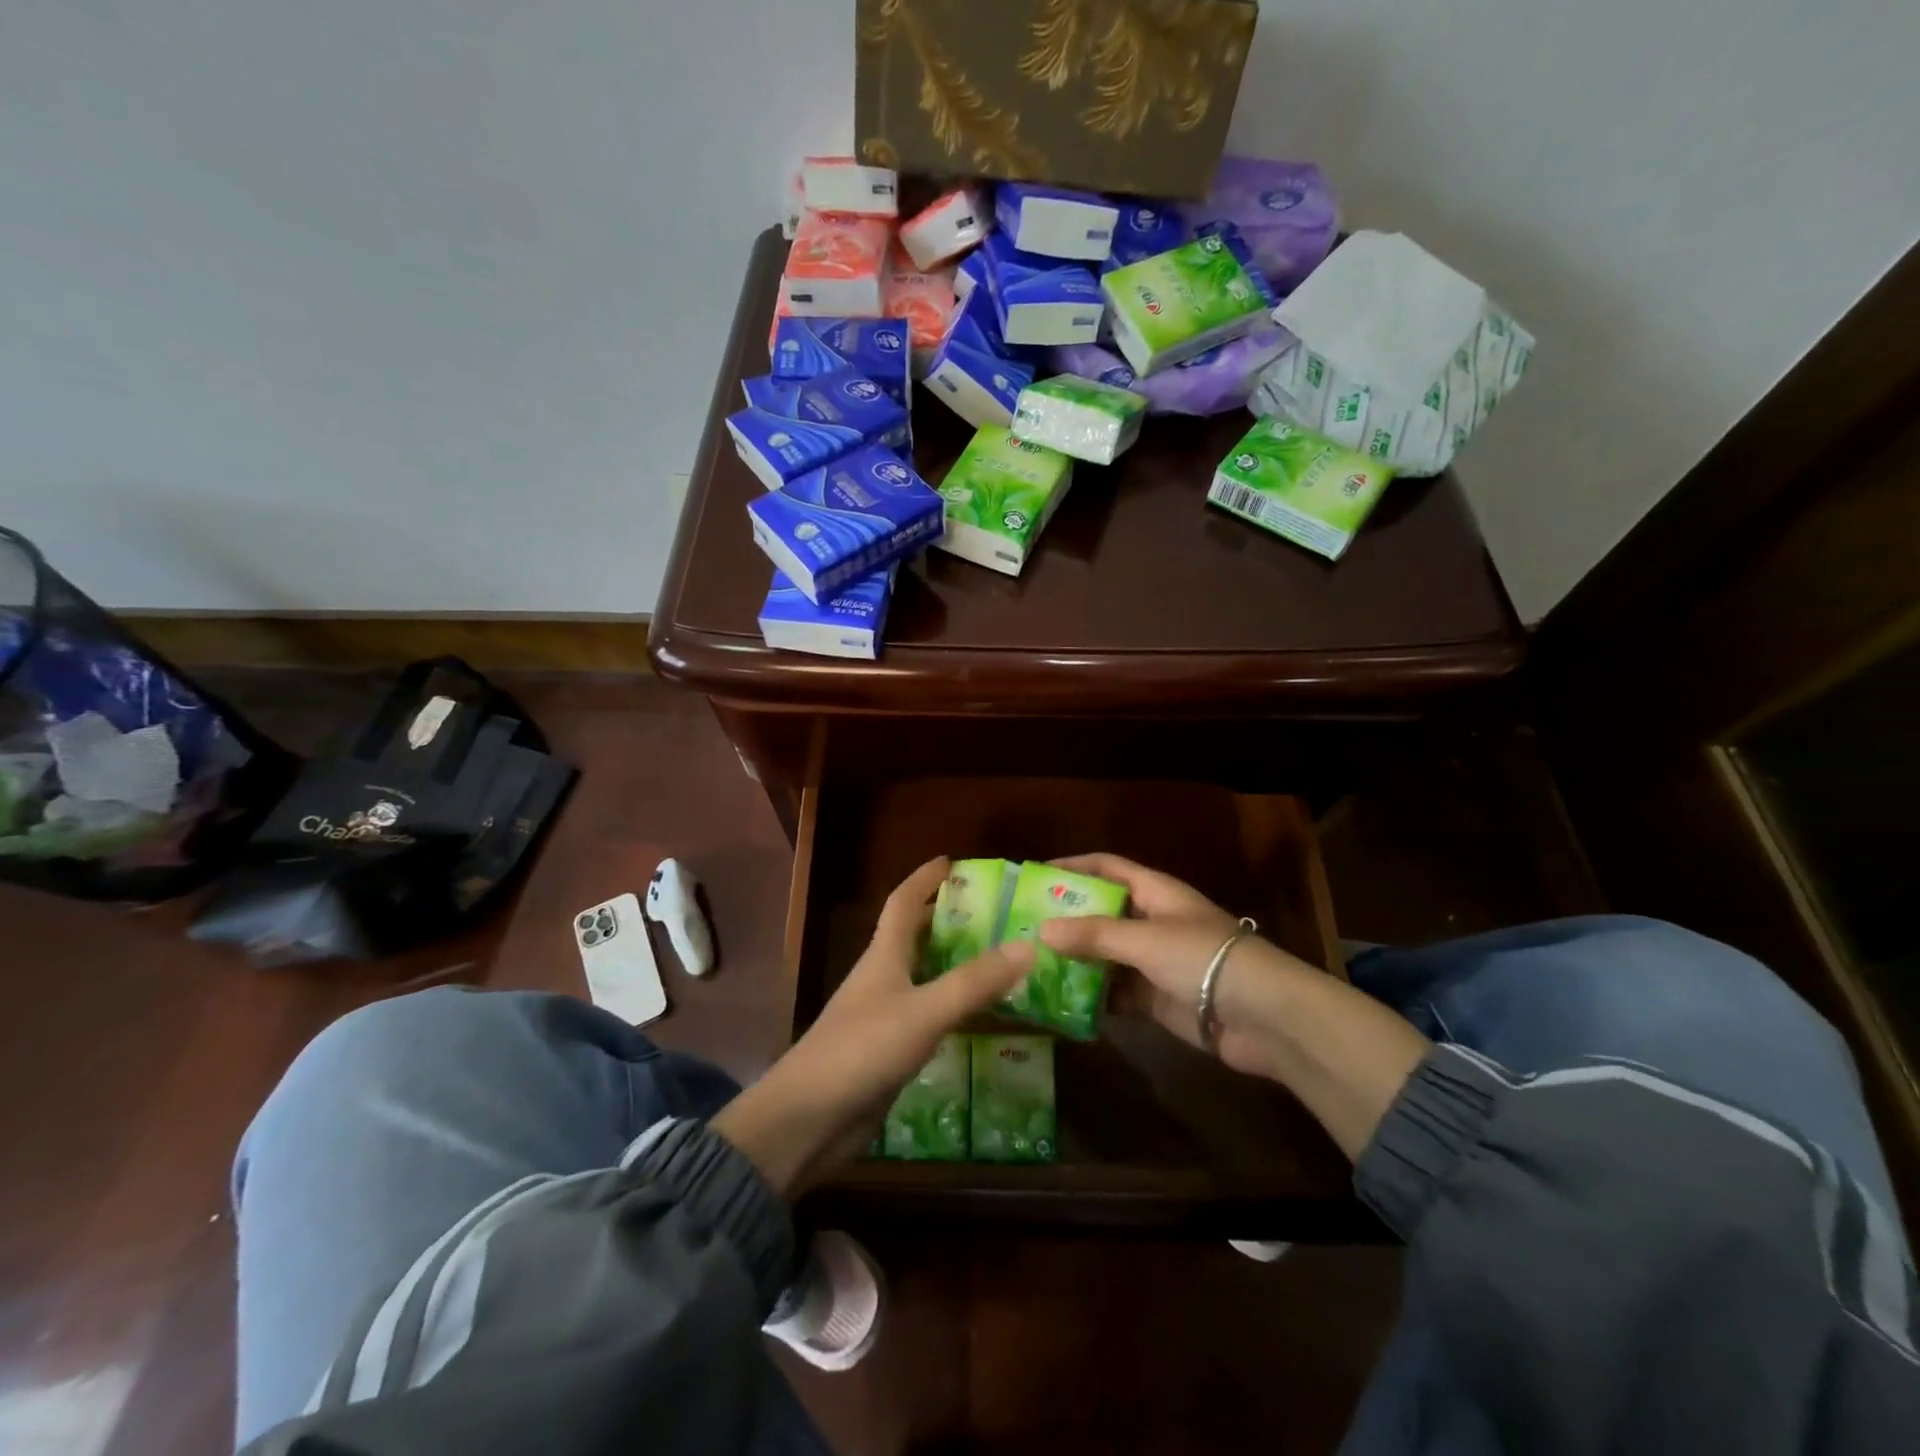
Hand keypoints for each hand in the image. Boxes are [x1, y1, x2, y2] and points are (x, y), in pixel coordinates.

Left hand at [713, 858, 1034, 1194]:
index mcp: (883, 957)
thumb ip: (973, 982)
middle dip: (948, 920)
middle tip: (994, 915)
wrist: (808, 1120)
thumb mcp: (923, 1012)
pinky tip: (980, 1017)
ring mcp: (883, 1016)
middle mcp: (882, 979)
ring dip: (955, 964)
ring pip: (924, 977)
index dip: (924, 879)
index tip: (952, 861)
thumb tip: (1028, 945)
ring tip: (999, 960)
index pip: (902, 902)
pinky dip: (953, 1007)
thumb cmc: (861, 1051)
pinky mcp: (888, 1052)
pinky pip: (928, 1016)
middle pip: (915, 937)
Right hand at [1037, 854, 1313, 1079]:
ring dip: (1074, 960)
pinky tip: (1059, 1002)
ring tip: (1029, 966)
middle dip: (1064, 919)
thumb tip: (1041, 931)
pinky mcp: (1156, 998)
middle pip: (1100, 912)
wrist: (1264, 1018)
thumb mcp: (1144, 939)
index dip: (1072, 866)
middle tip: (1020, 926)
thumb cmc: (1203, 958)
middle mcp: (1152, 921)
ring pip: (1104, 955)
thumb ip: (1093, 935)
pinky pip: (1115, 992)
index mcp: (1155, 892)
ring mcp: (1154, 961)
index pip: (1107, 867)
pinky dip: (1091, 996)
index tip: (1033, 875)